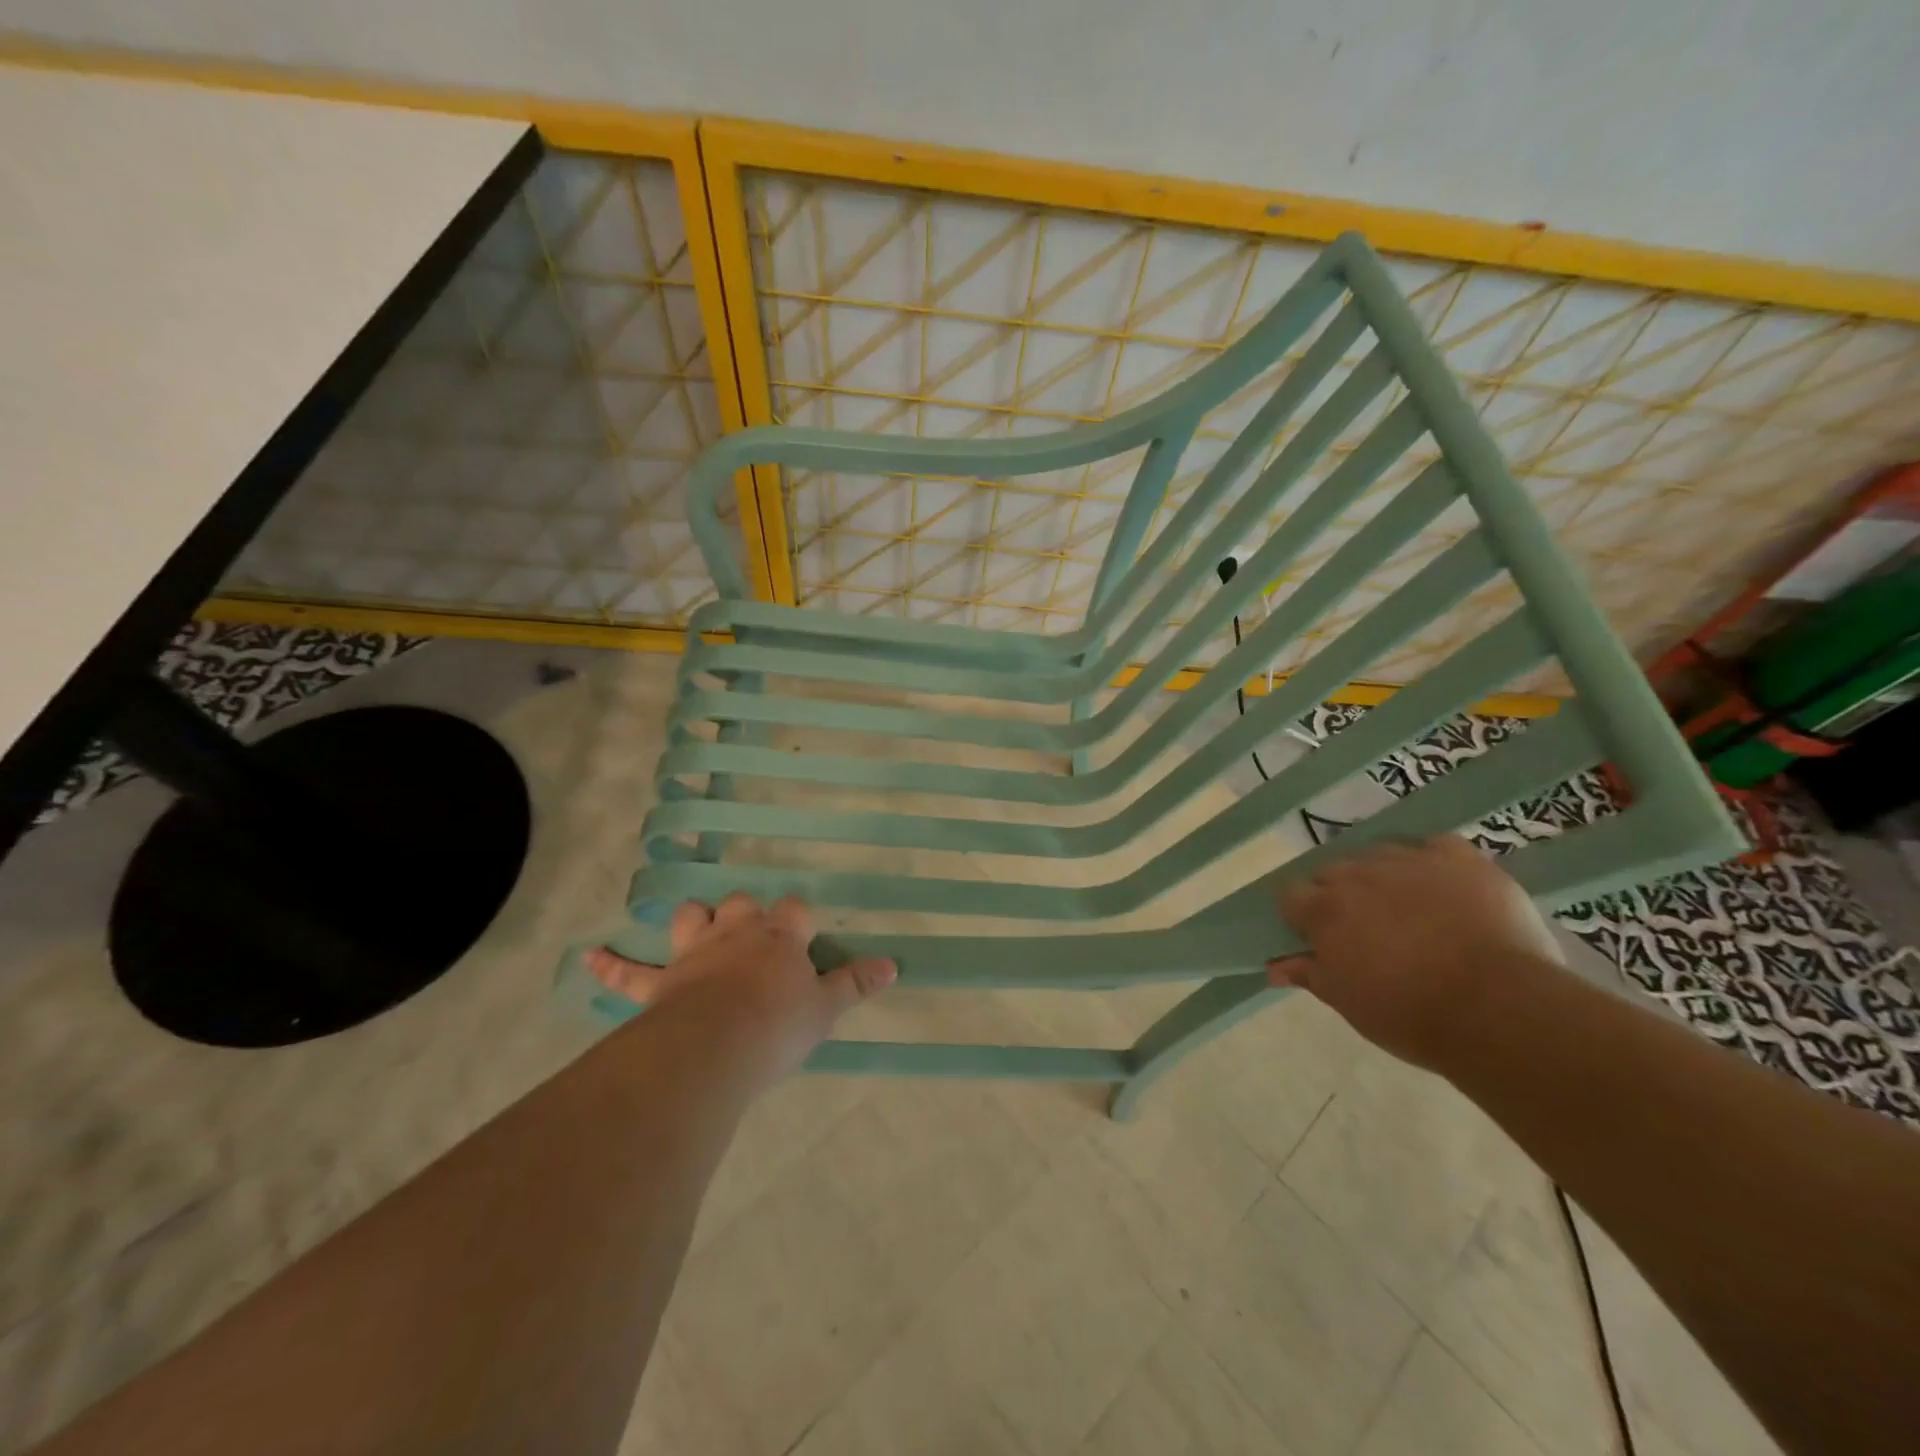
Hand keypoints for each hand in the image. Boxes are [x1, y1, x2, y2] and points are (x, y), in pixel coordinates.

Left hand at [586, 895, 895, 1092]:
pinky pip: (629, 972)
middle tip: (754, 938)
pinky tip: (586, 958)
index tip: (805, 936)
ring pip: (690, 919)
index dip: (799, 919)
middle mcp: (736, 933)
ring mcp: (695, 953)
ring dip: (693, 921)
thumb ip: (856, 984)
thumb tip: (894, 965)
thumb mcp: (825, 1008)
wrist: (717, 1046)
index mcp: (779, 936)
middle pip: (740, 905)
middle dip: (746, 914)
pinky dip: (609, 965)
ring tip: (697, 927)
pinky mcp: (661, 982)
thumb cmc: (778, 1025)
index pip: (794, 910)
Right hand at [1269, 835, 1562, 1069]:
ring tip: (1409, 909)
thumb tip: (1274, 966)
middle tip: (1365, 929)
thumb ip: (1310, 974)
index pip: (1292, 895)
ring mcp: (1409, 860)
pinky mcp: (1459, 857)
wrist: (1499, 1009)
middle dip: (1340, 894)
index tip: (1318, 938)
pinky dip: (1432, 861)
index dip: (1302, 916)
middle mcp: (1358, 874)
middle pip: (1333, 871)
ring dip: (1383, 876)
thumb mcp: (1349, 1003)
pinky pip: (1434, 846)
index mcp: (1325, 910)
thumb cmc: (1411, 1014)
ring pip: (1380, 855)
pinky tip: (1444, 886)